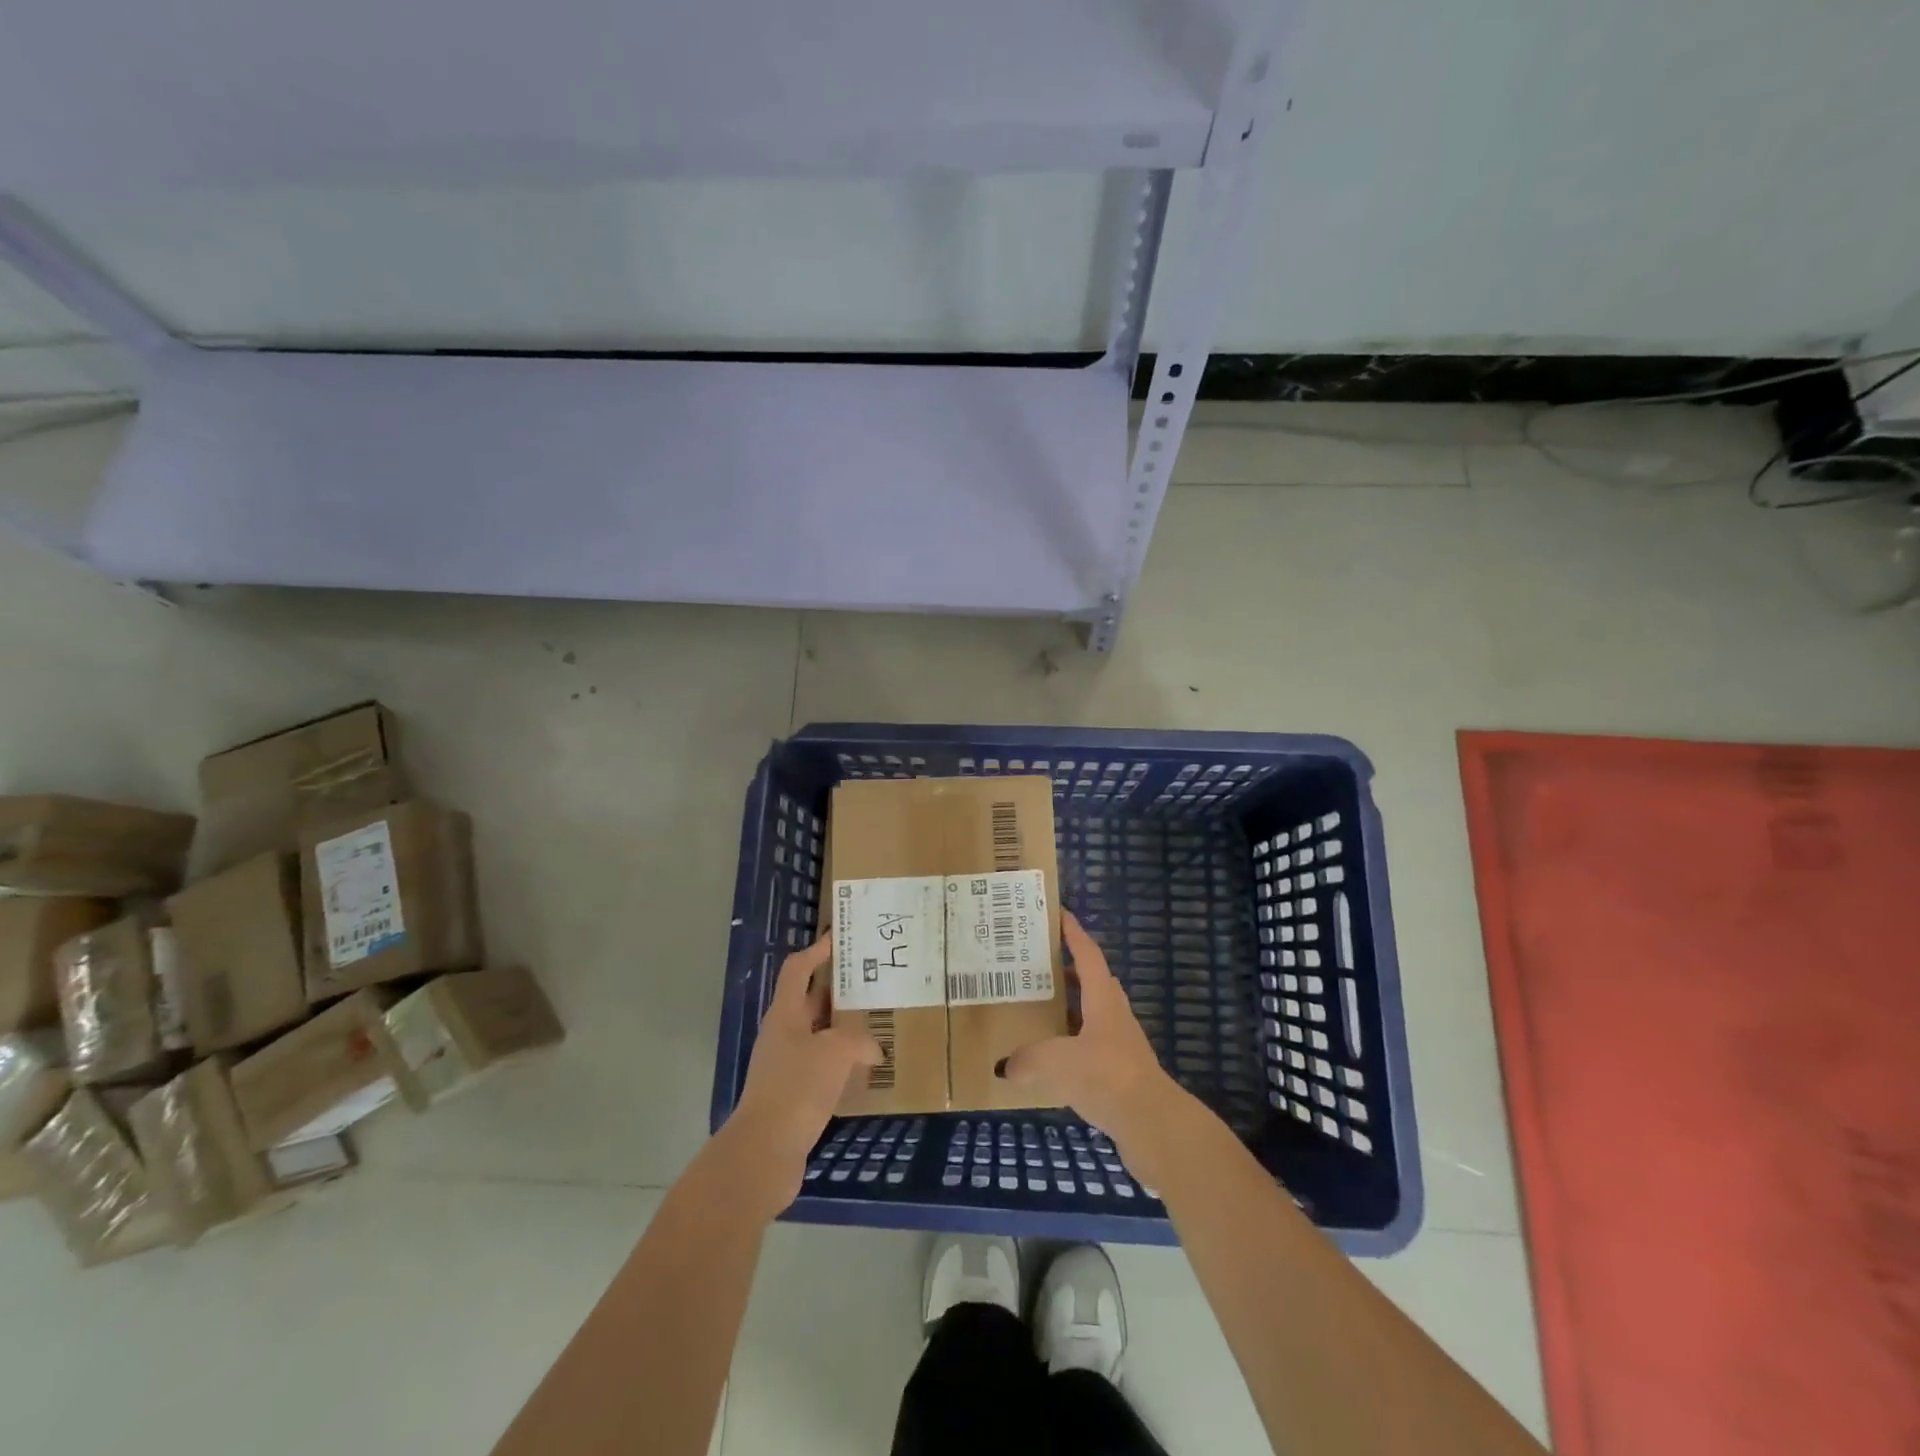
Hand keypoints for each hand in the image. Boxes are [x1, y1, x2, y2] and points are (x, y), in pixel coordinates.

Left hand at [724, 933, 880, 1211]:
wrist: (764, 1153)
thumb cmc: (797, 1088)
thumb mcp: (835, 1052)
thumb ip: (858, 1040)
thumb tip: (872, 1049)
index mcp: (785, 1014)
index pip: (798, 969)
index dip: (817, 951)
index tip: (840, 938)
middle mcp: (783, 1035)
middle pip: (811, 1001)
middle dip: (839, 991)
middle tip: (874, 982)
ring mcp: (786, 1066)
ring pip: (820, 1036)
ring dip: (845, 1029)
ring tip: (879, 1024)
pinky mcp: (794, 1096)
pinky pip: (823, 1068)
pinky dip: (843, 1063)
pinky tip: (867, 1070)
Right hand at [1001, 912, 1181, 1154]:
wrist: (1152, 1125)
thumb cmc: (1106, 1077)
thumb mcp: (1057, 1062)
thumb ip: (1028, 1060)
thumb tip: (1005, 1066)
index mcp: (1103, 1001)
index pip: (1089, 956)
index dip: (1074, 934)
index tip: (1060, 915)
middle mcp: (1115, 1016)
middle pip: (1094, 982)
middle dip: (1070, 969)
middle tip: (1040, 964)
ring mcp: (1121, 1046)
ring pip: (1093, 1015)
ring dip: (1072, 1008)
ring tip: (1041, 1009)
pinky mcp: (1121, 1074)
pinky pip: (1092, 1047)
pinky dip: (1073, 1044)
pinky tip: (1053, 1059)